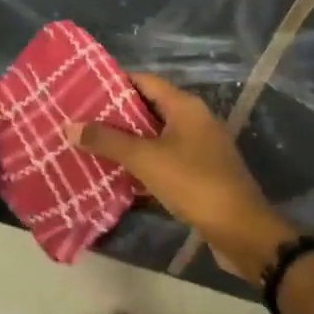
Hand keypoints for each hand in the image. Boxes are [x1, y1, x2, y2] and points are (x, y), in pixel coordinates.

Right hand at [73, 73, 293, 280]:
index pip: (144, 81)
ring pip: (156, 136)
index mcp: (185, 106)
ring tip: (92, 144)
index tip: (84, 89)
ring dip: (128, 141)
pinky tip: (119, 174)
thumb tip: (71, 126)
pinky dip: (143, 162)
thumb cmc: (194, 183)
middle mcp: (194, 120)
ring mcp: (200, 147)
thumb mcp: (145, 159)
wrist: (242, 231)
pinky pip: (165, 158)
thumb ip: (108, 141)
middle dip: (116, 114)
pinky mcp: (201, 173)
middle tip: (81, 119)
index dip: (114, 82)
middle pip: (149, 107)